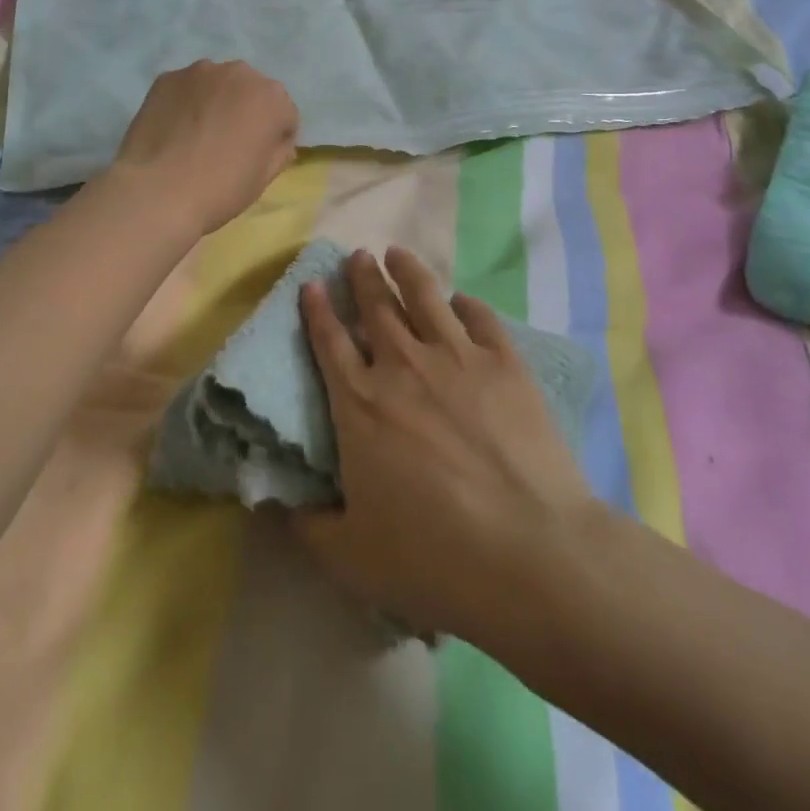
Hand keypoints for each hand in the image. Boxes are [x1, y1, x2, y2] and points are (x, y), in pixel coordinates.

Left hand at [110, 61, 299, 235]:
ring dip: (215, 102)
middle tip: (228, 144)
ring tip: (197, 136)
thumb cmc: (220, 189)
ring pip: (217, 85)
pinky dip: (185, 103)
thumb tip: (275, 141)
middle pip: (251, 92)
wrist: (157, 191)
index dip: (274, 138)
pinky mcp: (166, 78)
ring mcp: (199, 71)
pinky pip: (186, 89)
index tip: (258, 158)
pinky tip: (174, 130)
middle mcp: (240, 73)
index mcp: (272, 97)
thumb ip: (279, 151)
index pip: (284, 115)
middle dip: (245, 112)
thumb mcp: (264, 179)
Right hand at [293, 248, 593, 641]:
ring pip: (424, 297)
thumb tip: (279, 507)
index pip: (329, 342)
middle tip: (357, 256)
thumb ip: (308, 527)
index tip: (313, 284)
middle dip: (362, 277)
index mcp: (360, 403)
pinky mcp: (505, 364)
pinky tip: (461, 300)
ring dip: (406, 271)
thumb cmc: (433, 555)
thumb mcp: (351, 557)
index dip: (317, 310)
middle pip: (376, 307)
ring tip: (396, 253)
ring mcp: (457, 358)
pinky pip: (480, 318)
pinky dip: (466, 304)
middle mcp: (402, 366)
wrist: (529, 551)